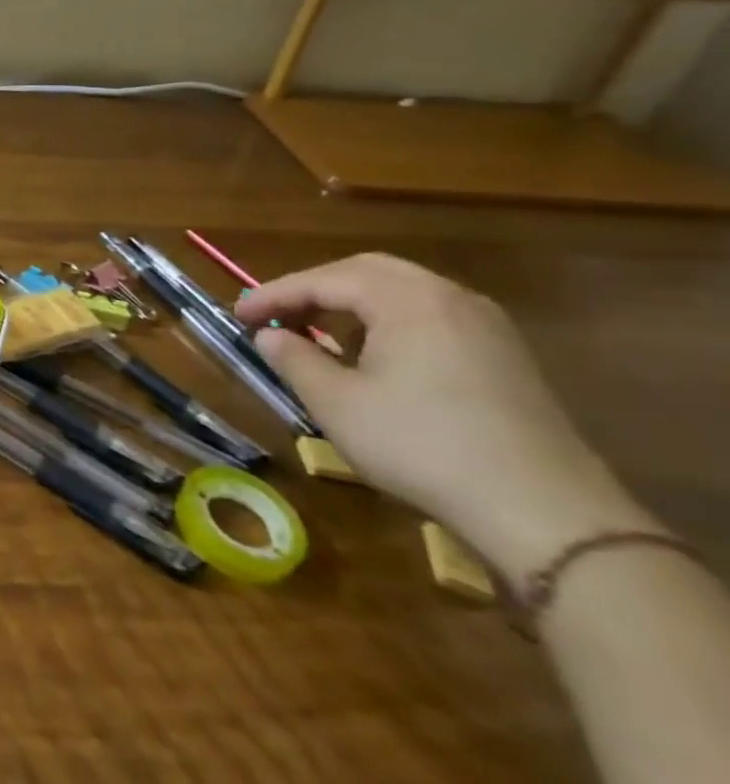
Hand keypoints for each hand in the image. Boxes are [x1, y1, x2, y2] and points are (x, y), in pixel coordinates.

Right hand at [236, 253, 653, 579]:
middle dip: (314, 288)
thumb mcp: (336, 403)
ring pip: (403, 292)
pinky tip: (373, 355)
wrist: (545, 512)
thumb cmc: (421, 445)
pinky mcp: (506, 356)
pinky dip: (388, 321)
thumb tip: (269, 336)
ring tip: (318, 331)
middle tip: (276, 314)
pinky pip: (431, 316)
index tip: (238, 315)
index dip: (274, 294)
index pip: (324, 279)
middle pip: (367, 272)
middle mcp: (450, 297)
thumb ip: (294, 358)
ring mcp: (487, 326)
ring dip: (352, 303)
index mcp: (408, 300)